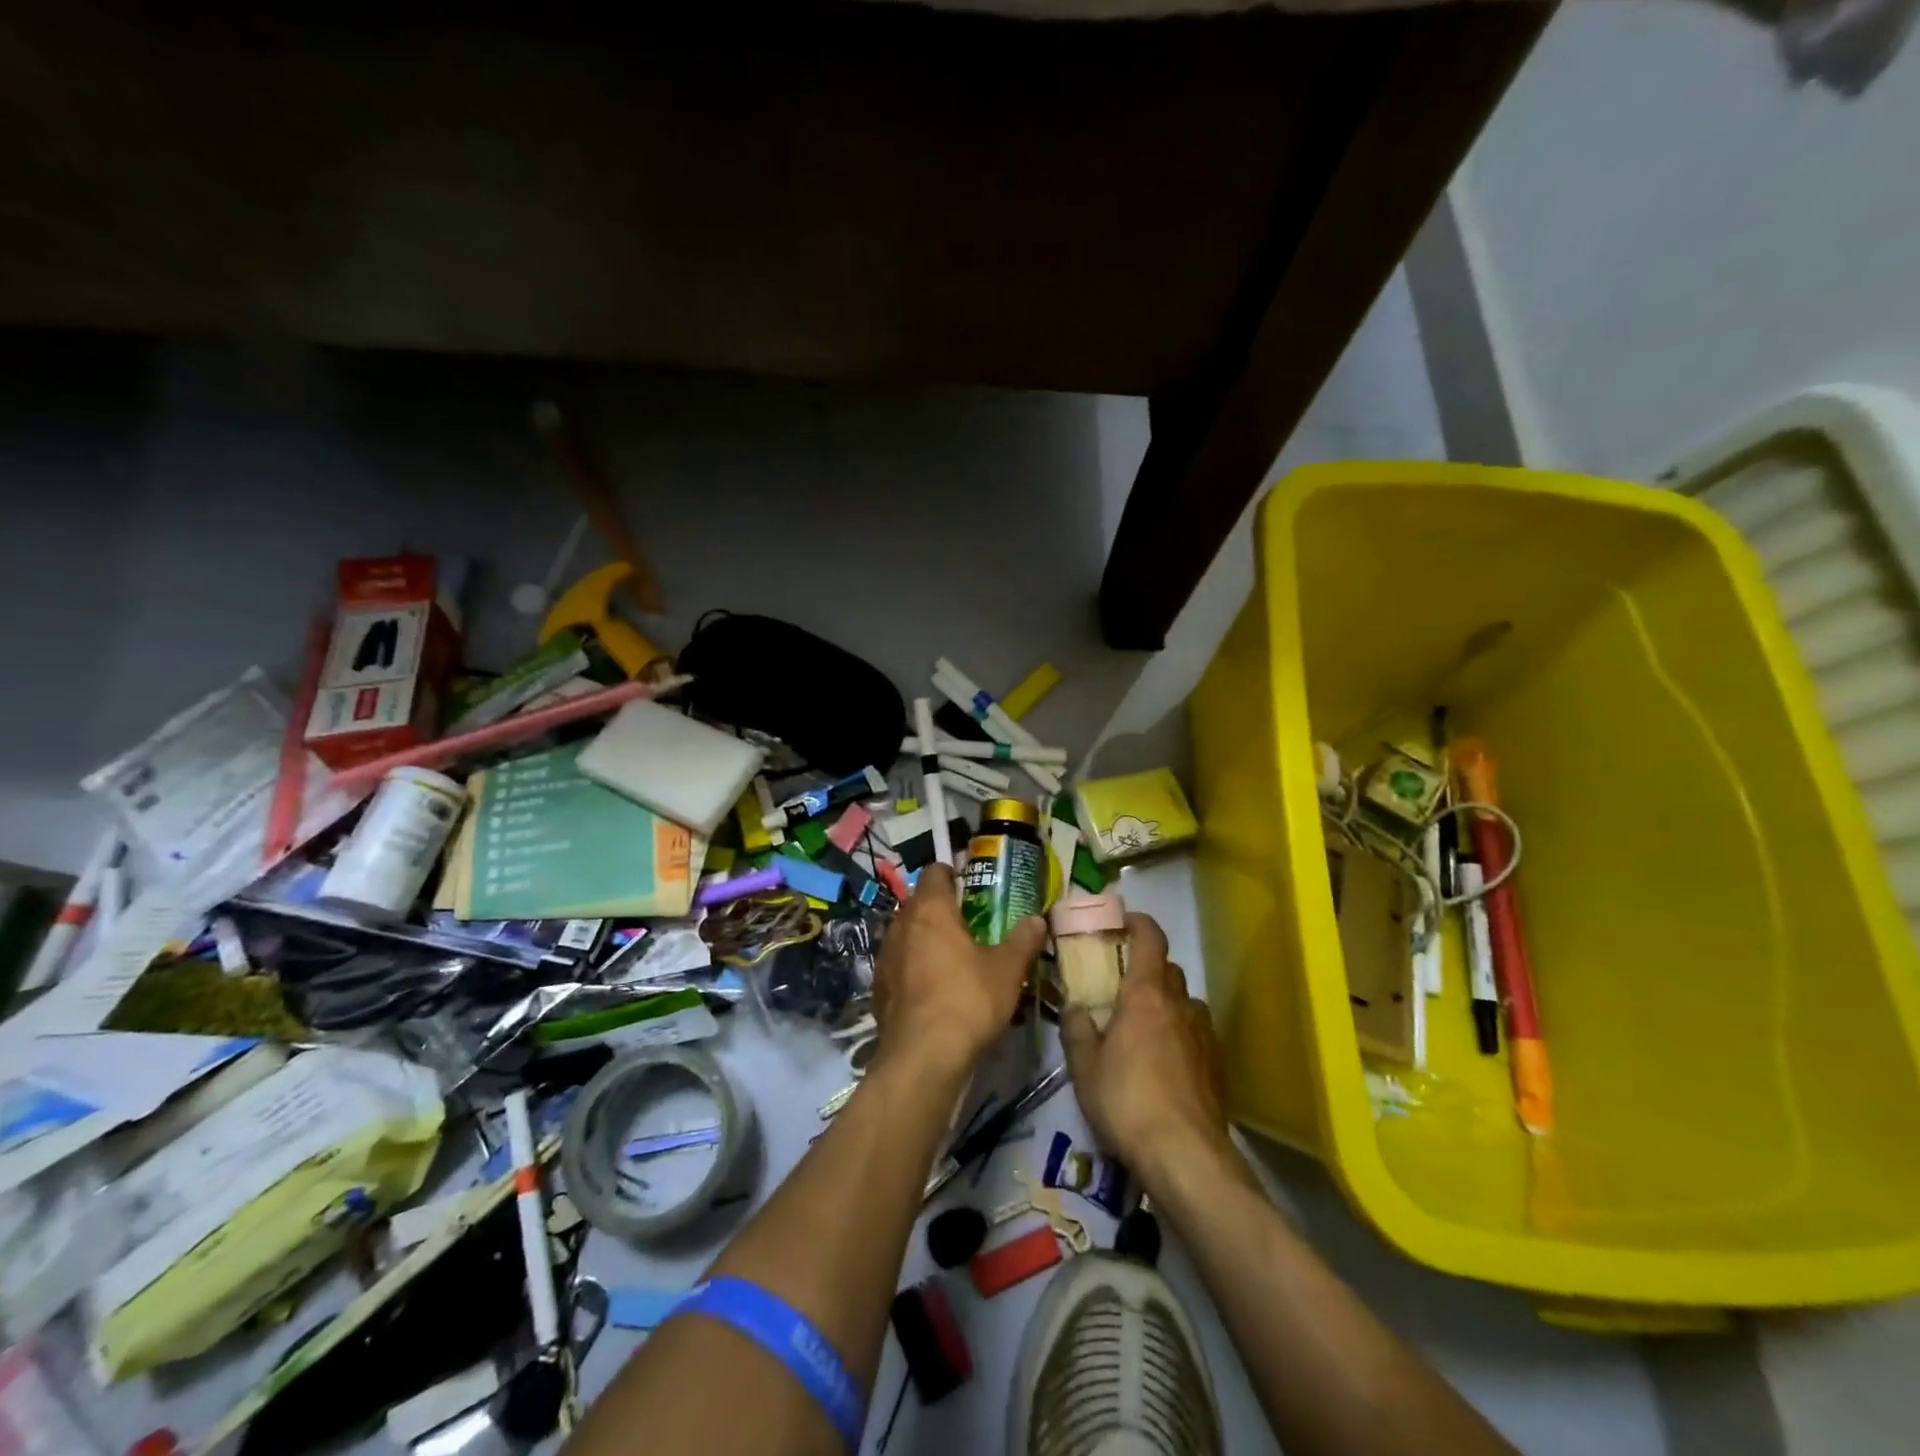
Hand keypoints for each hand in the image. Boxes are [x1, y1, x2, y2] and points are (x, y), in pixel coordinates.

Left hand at [871, 863, 1047, 1081]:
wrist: (922, 1058)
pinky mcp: (878, 988)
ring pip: (906, 935)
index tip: (971, 886)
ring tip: (952, 958)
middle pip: (919, 903)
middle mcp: (901, 925)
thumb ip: (1022, 940)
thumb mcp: (1007, 970)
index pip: (934, 872)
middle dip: (941, 909)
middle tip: (969, 924)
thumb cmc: (968, 1000)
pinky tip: (933, 989)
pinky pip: (898, 965)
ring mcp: (885, 956)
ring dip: (925, 939)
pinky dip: (913, 968)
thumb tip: (1037, 919)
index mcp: (930, 909)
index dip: (952, 874)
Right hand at [1062, 913, 1232, 1180]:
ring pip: (1183, 1004)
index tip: (1122, 921)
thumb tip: (1076, 1007)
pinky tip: (1162, 1066)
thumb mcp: (1085, 1066)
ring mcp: (1204, 1036)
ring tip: (1141, 1030)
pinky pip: (1195, 1035)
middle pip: (1168, 970)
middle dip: (1146, 969)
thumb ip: (1078, 1029)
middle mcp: (1180, 1005)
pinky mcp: (1217, 1067)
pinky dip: (1179, 1036)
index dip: (1138, 923)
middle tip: (1120, 985)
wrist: (1186, 1157)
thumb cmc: (1126, 1100)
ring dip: (1165, 1005)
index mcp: (1146, 994)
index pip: (1151, 938)